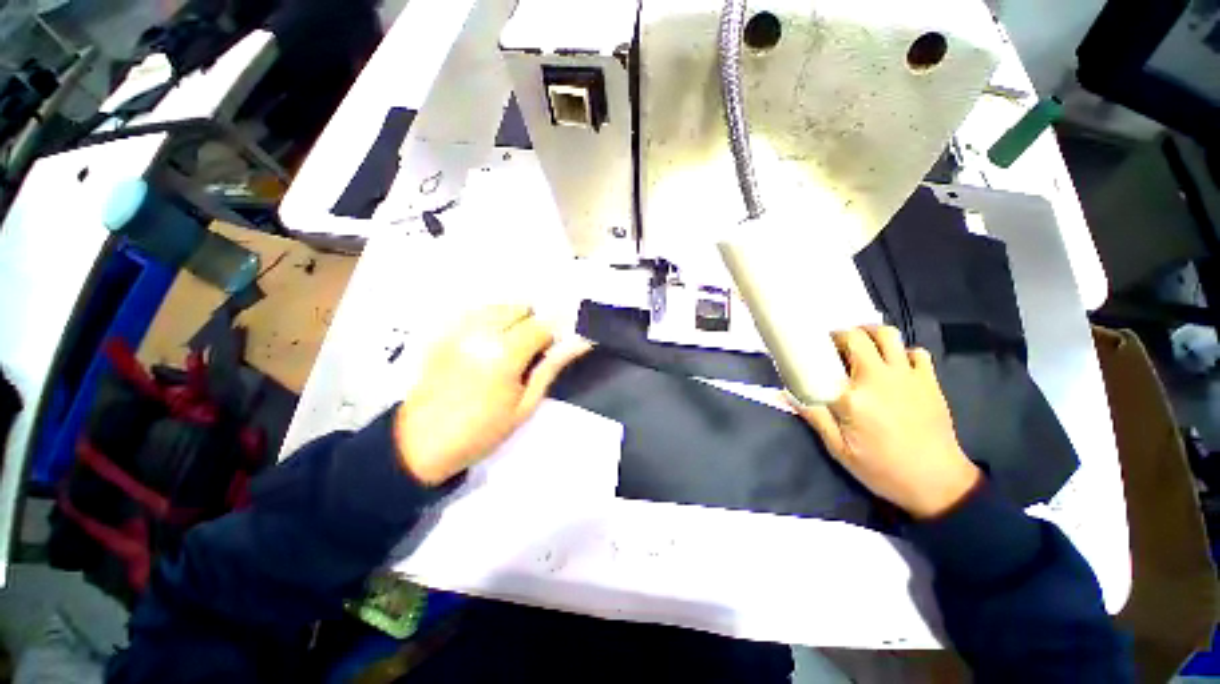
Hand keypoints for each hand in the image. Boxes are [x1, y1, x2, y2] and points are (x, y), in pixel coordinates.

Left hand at [394, 305, 591, 485]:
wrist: (421, 444)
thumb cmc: (482, 431)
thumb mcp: (525, 404)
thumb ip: (551, 367)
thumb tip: (580, 342)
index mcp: (504, 353)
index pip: (542, 325)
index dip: (554, 335)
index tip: (554, 350)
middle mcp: (481, 332)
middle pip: (521, 308)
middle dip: (533, 326)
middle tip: (530, 355)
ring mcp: (458, 329)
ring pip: (499, 306)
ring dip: (513, 320)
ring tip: (509, 349)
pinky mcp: (444, 333)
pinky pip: (476, 312)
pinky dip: (490, 320)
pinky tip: (487, 344)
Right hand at [789, 326, 979, 518]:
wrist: (938, 483)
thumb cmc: (882, 468)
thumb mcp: (839, 449)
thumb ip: (814, 417)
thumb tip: (787, 393)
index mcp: (852, 396)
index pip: (824, 362)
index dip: (813, 355)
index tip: (807, 357)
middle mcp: (879, 378)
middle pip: (857, 337)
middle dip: (841, 336)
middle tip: (834, 349)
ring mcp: (907, 376)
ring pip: (888, 335)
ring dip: (871, 336)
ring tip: (862, 348)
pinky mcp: (929, 381)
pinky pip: (916, 352)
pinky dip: (902, 353)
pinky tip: (895, 367)